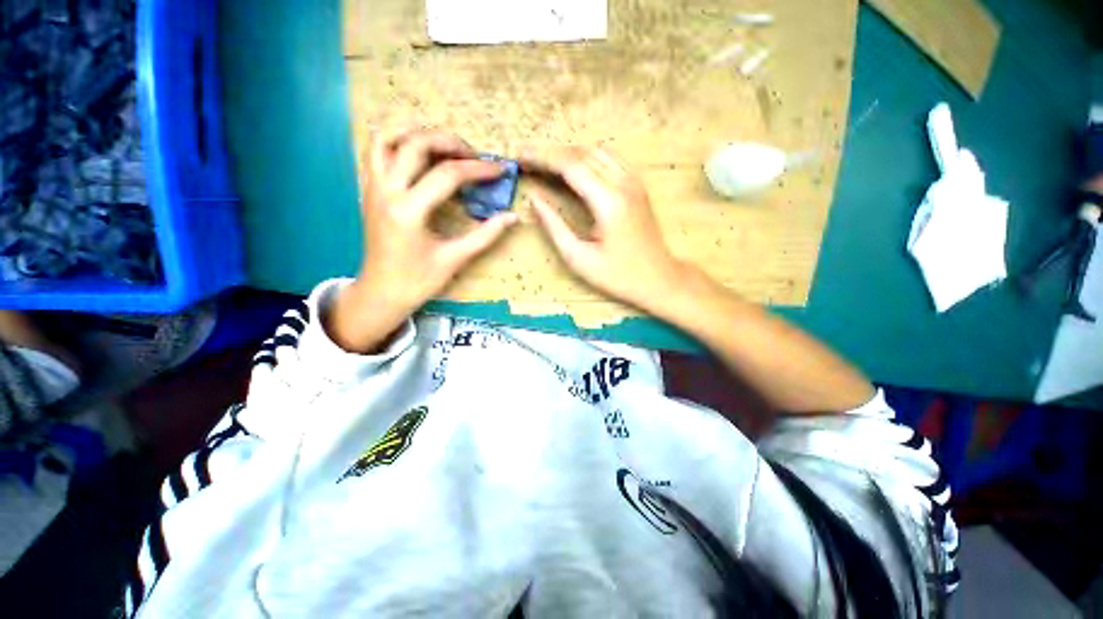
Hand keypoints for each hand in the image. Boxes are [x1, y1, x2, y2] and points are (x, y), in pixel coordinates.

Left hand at [330, 128, 517, 352]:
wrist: (382, 292)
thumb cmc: (418, 280)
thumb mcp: (455, 259)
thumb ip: (486, 235)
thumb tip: (513, 217)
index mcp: (409, 211)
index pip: (448, 175)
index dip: (478, 169)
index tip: (499, 170)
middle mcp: (386, 191)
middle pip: (415, 144)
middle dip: (450, 142)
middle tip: (473, 154)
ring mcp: (372, 188)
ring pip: (386, 138)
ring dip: (415, 131)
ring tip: (443, 140)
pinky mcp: (369, 190)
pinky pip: (375, 152)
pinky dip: (395, 140)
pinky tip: (416, 150)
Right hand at [524, 147, 682, 309]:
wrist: (658, 278)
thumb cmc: (617, 275)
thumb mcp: (579, 258)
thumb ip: (554, 226)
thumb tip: (534, 200)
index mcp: (608, 202)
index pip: (570, 166)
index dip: (542, 158)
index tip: (520, 157)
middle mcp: (623, 184)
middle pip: (582, 153)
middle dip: (551, 152)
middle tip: (526, 158)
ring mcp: (634, 182)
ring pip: (597, 151)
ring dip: (568, 152)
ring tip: (545, 161)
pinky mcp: (637, 186)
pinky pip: (610, 159)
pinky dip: (587, 157)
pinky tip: (573, 167)